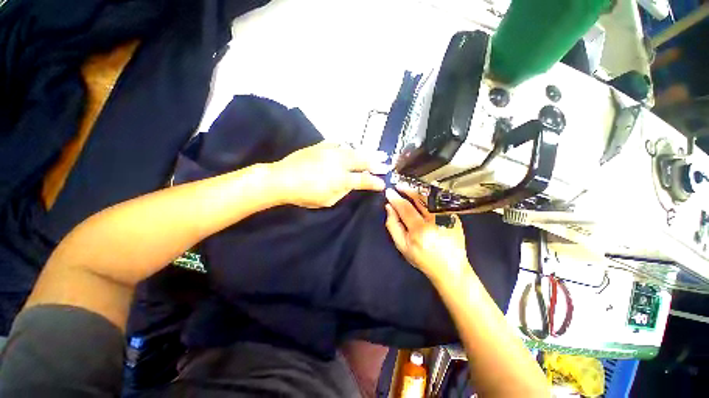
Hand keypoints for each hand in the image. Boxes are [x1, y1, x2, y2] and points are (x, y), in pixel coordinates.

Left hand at [272, 141, 388, 207]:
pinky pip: (339, 144)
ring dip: (366, 152)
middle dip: (376, 162)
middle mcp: (339, 163)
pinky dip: (348, 146)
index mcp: (341, 179)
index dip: (375, 182)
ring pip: (353, 150)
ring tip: (377, 152)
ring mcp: (330, 152)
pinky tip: (352, 146)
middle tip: (386, 162)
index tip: (383, 183)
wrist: (282, 179)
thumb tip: (351, 185)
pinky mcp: (321, 146)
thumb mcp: (326, 201)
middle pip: (362, 161)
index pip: (363, 180)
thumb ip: (342, 192)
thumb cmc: (304, 195)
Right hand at [384, 184, 469, 282]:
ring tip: (409, 189)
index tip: (389, 192)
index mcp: (420, 230)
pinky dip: (429, 198)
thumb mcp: (402, 246)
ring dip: (418, 191)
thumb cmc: (423, 259)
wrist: (450, 268)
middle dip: (407, 190)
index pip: (405, 207)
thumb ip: (393, 226)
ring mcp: (447, 218)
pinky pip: (438, 203)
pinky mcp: (454, 217)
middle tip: (399, 186)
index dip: (395, 198)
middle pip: (419, 198)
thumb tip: (389, 208)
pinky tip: (422, 197)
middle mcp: (435, 221)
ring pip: (430, 198)